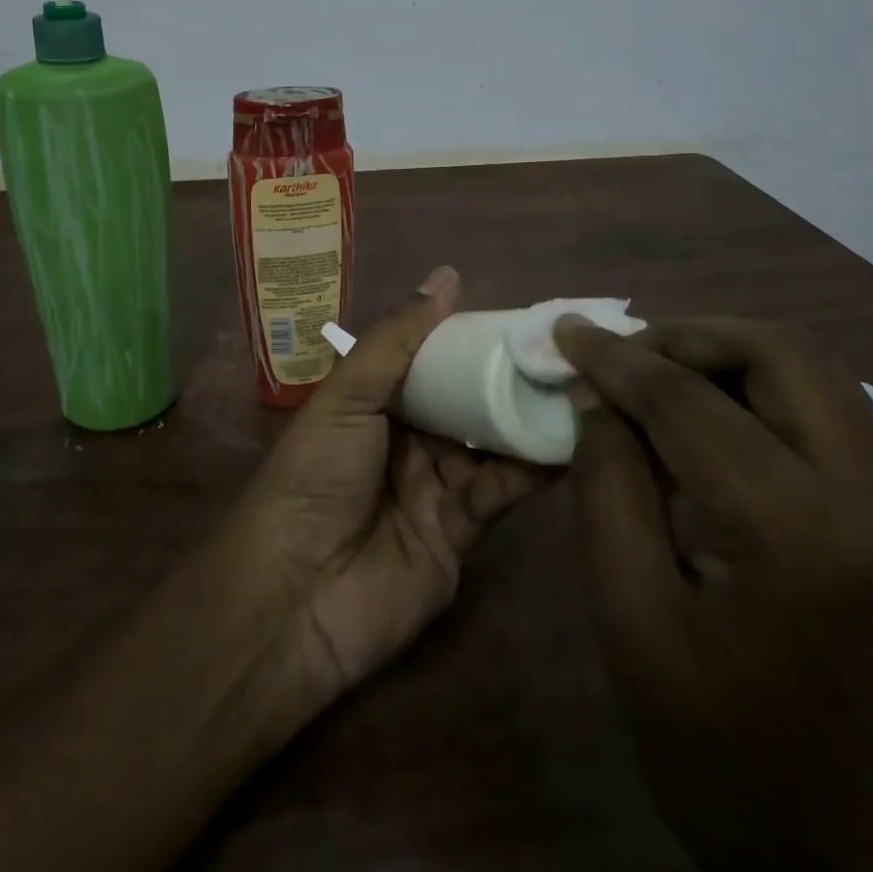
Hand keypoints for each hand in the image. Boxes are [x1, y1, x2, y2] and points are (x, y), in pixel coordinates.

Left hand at [230, 265, 550, 698]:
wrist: (294, 596)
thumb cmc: (313, 476)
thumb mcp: (348, 397)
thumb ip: (398, 339)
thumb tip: (448, 275)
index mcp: (374, 403)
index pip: (431, 360)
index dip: (471, 339)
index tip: (521, 317)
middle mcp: (406, 440)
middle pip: (465, 401)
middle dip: (507, 378)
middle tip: (563, 351)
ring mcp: (434, 488)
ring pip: (489, 444)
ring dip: (526, 420)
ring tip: (578, 388)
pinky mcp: (460, 534)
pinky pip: (499, 493)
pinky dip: (530, 471)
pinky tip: (567, 445)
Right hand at [557, 316, 872, 871]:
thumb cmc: (727, 763)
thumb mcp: (633, 624)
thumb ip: (607, 494)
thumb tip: (598, 404)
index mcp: (801, 535)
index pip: (691, 404)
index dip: (617, 360)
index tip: (566, 330)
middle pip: (785, 355)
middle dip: (690, 337)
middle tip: (624, 356)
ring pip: (820, 376)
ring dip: (731, 358)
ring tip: (660, 378)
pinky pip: (836, 420)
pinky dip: (766, 395)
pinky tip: (715, 426)